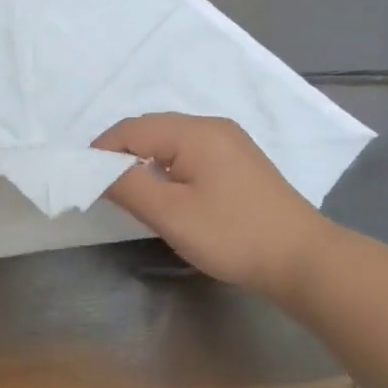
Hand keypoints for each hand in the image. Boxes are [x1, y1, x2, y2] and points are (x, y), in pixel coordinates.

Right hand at [95, 114, 323, 297]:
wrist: (304, 260)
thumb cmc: (233, 236)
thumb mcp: (172, 215)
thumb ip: (128, 186)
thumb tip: (96, 169)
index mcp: (195, 132)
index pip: (132, 129)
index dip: (102, 151)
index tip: (83, 180)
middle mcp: (212, 126)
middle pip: (151, 129)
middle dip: (122, 153)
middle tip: (103, 187)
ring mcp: (230, 142)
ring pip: (171, 140)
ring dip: (145, 160)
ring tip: (131, 191)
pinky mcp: (240, 161)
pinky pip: (190, 151)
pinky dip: (168, 165)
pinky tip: (167, 191)